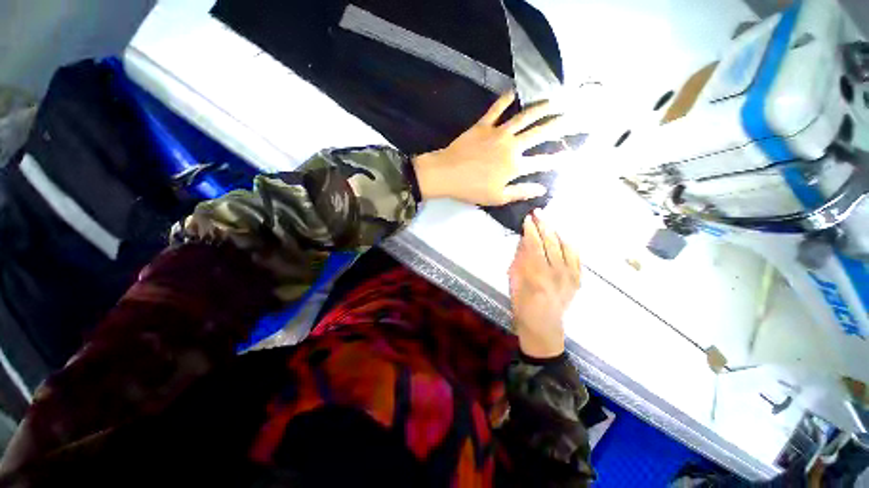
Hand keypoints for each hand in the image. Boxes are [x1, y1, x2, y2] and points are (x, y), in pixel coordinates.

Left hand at [413, 91, 562, 205]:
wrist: (447, 174)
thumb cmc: (472, 189)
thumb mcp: (498, 197)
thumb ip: (521, 192)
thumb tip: (542, 188)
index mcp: (515, 166)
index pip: (542, 162)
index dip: (558, 159)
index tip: (570, 154)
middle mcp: (512, 146)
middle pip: (539, 133)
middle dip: (557, 125)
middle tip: (570, 116)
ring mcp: (498, 132)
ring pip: (523, 116)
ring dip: (540, 108)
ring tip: (553, 101)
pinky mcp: (483, 125)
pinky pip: (497, 109)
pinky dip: (505, 99)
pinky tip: (514, 90)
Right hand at [509, 210, 580, 358]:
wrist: (543, 325)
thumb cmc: (522, 304)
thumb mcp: (513, 280)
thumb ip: (519, 258)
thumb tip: (523, 239)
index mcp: (536, 273)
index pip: (534, 244)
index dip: (530, 229)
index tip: (527, 218)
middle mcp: (556, 272)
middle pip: (551, 241)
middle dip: (544, 224)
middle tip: (538, 212)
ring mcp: (570, 275)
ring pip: (566, 246)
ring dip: (557, 231)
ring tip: (550, 221)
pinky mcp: (578, 279)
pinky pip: (577, 257)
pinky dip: (570, 244)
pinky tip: (564, 237)